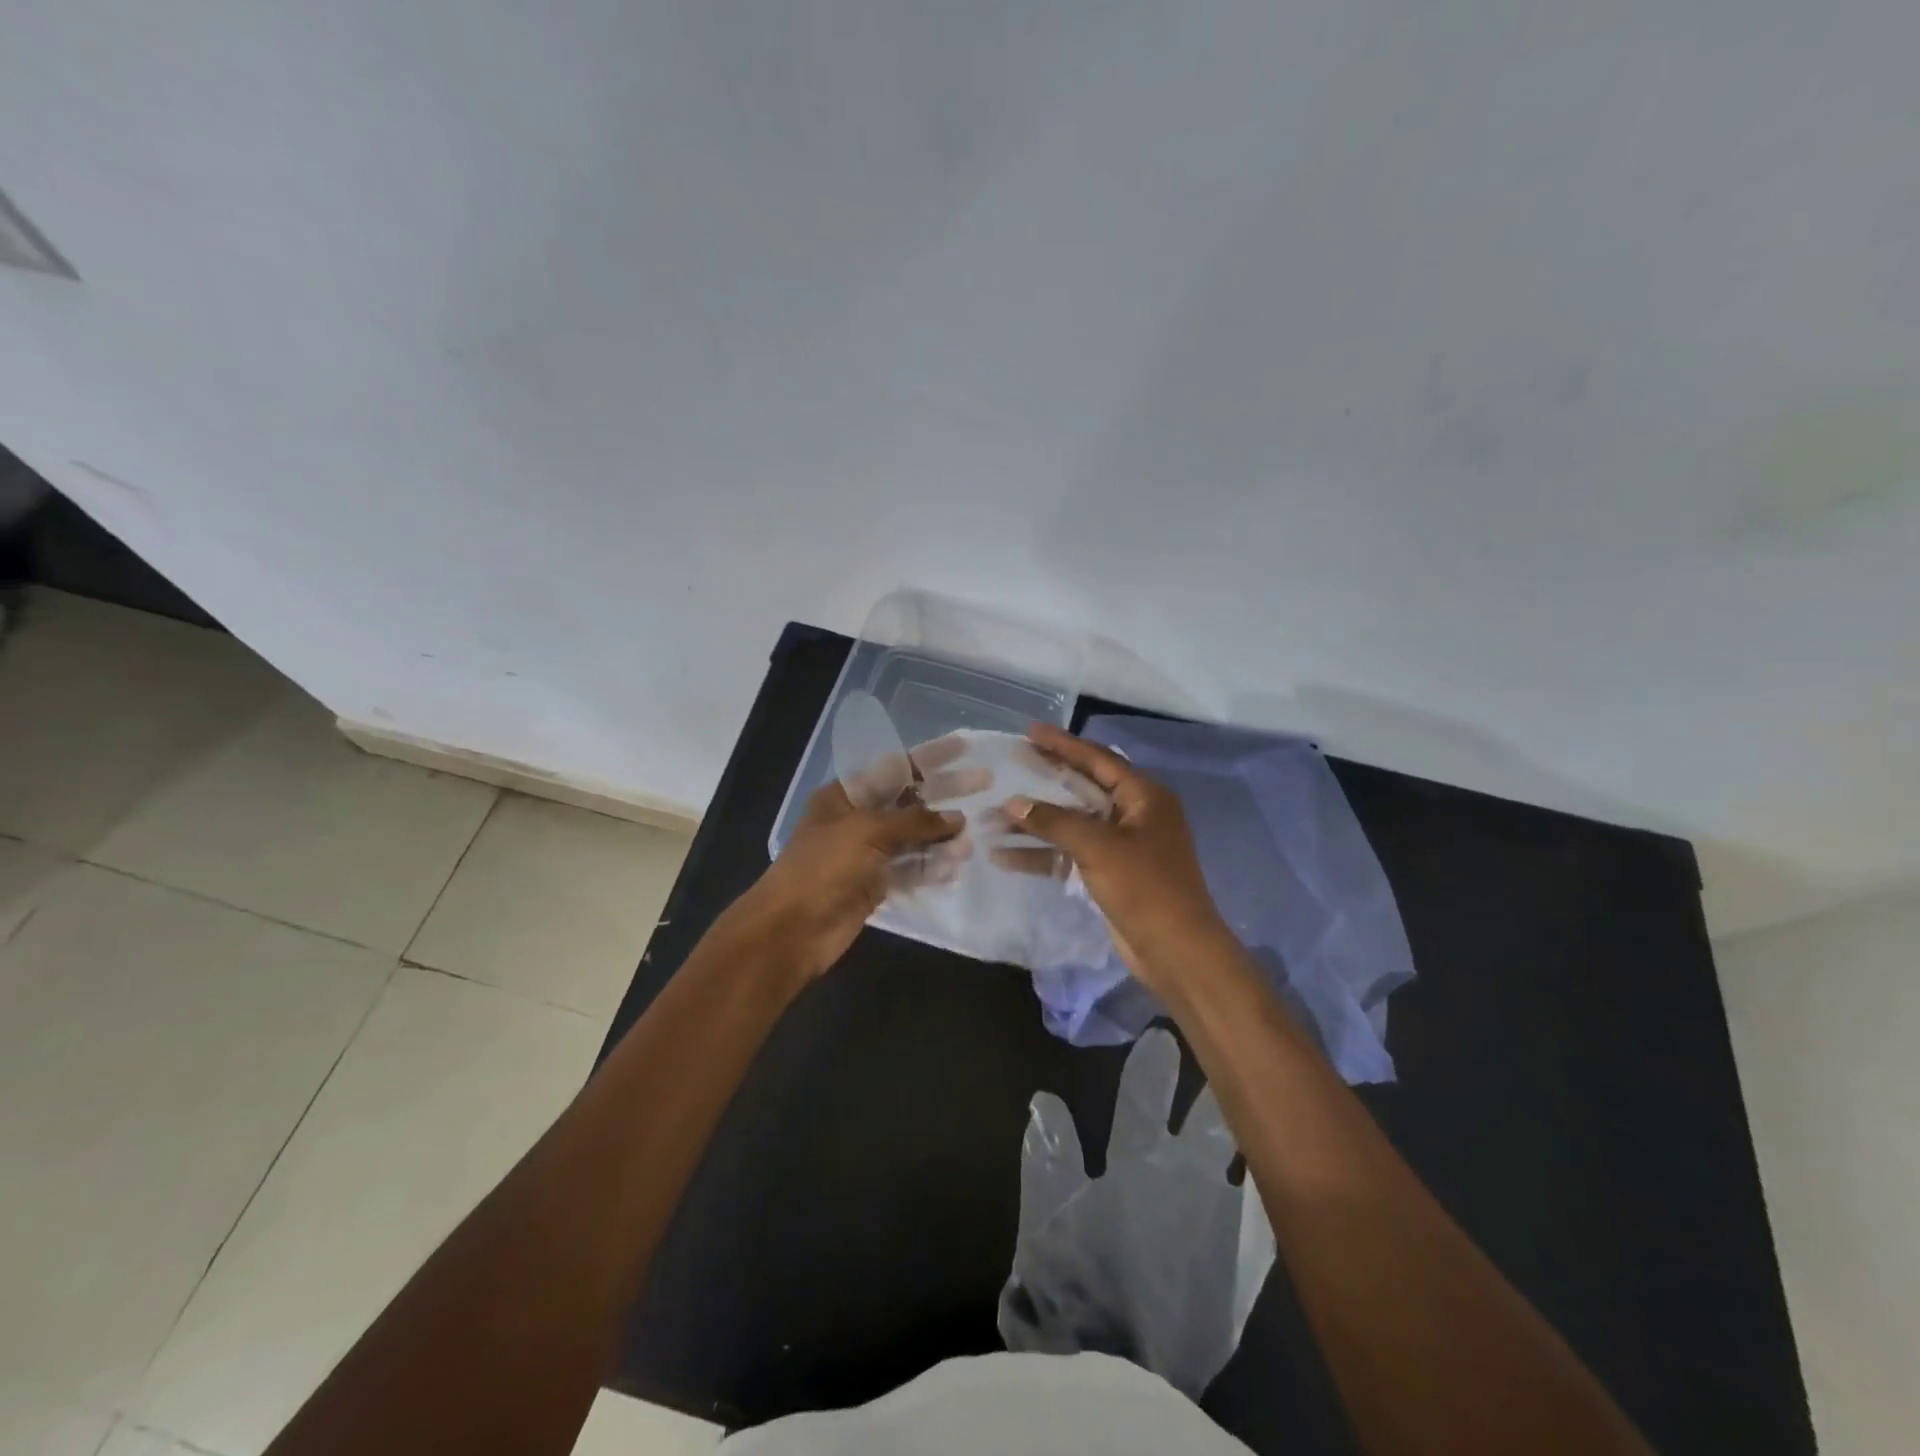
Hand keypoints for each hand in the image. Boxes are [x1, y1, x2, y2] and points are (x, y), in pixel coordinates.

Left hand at [728, 780, 964, 982]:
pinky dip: (931, 866)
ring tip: (972, 840)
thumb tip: (956, 818)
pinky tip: (956, 867)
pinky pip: (910, 869)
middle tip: (985, 784)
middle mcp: (858, 819)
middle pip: (910, 800)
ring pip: (914, 837)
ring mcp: (867, 854)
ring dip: (942, 836)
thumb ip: (915, 822)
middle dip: (945, 793)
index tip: (963, 748)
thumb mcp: (869, 832)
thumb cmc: (824, 867)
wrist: (791, 929)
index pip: (896, 767)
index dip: (930, 757)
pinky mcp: (875, 884)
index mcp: (846, 795)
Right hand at [1001, 723, 1231, 996]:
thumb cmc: (1145, 887)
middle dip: (1045, 781)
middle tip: (1011, 764)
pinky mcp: (1109, 873)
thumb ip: (1055, 822)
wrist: (1176, 951)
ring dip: (1036, 823)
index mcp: (1144, 797)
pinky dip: (1042, 854)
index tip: (1030, 731)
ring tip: (995, 816)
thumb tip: (1012, 803)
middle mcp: (1134, 814)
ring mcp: (1122, 846)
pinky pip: (1071, 854)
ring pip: (1072, 824)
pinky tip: (1005, 856)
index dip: (1063, 744)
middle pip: (1082, 788)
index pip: (1098, 759)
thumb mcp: (1099, 847)